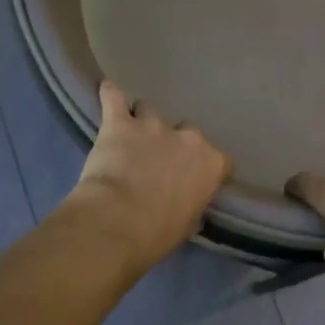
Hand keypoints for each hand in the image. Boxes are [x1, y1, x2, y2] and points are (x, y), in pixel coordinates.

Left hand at [63, 82, 231, 272]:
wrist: (118, 223)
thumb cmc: (157, 234)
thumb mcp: (186, 225)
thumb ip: (191, 205)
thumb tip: (188, 206)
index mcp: (211, 164)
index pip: (218, 158)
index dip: (203, 168)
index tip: (192, 179)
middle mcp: (188, 138)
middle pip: (185, 131)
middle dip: (172, 143)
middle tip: (157, 162)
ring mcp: (153, 125)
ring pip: (150, 111)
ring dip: (142, 122)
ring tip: (130, 136)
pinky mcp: (118, 122)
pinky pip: (113, 96)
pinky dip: (110, 93)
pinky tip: (107, 90)